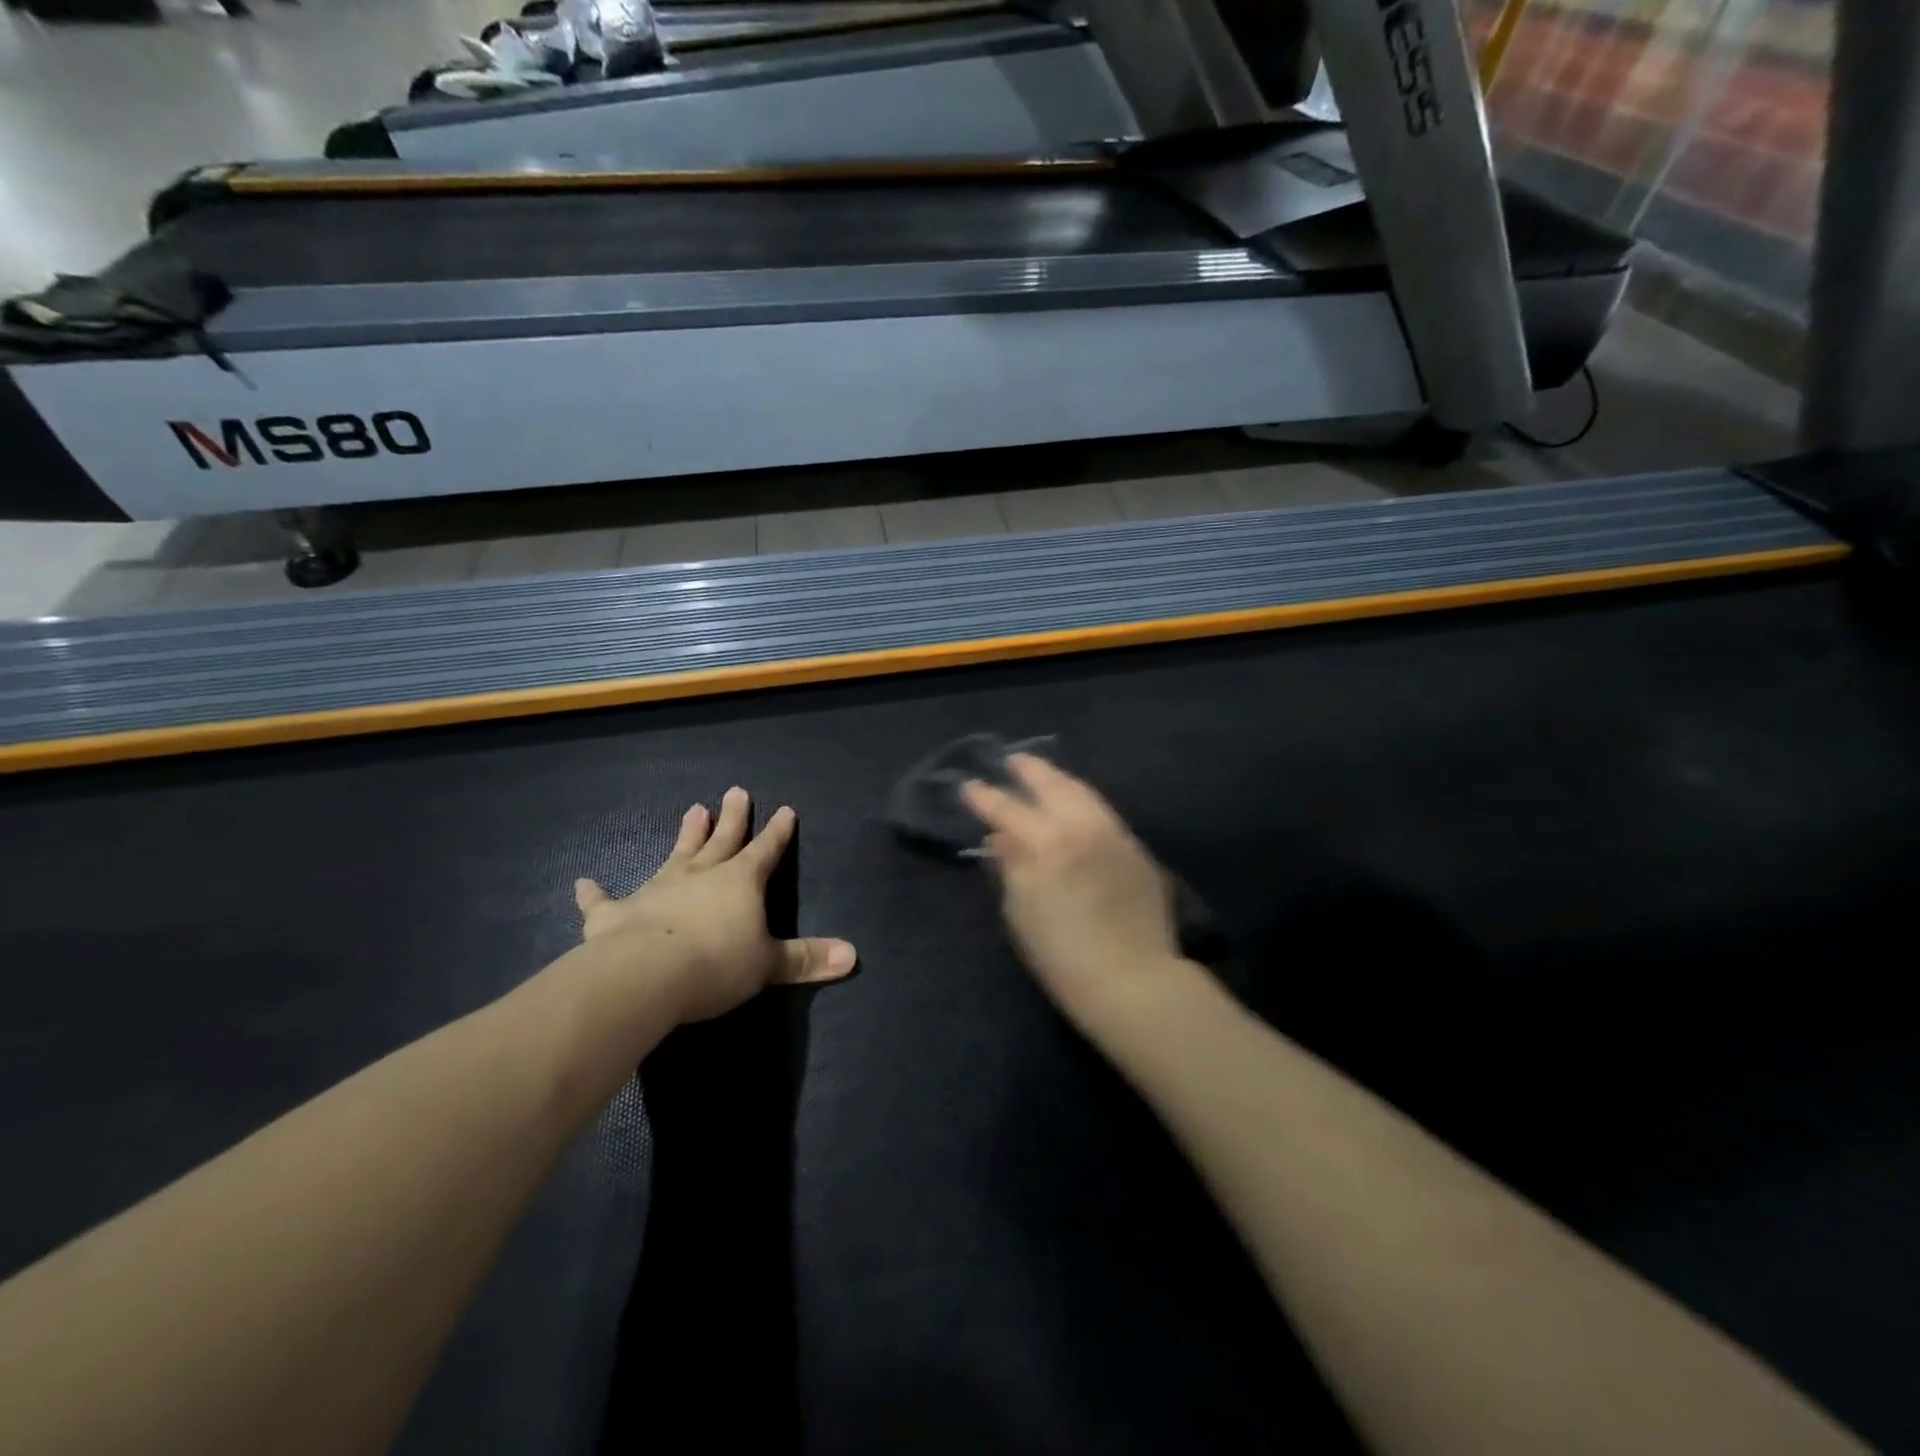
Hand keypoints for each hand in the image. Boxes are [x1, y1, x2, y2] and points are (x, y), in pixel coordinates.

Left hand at [573, 787, 857, 1026]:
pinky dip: (595, 893)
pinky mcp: (616, 914)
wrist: (645, 976)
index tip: (785, 809)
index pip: (766, 851)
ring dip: (685, 835)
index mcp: (739, 882)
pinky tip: (584, 882)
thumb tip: (854, 956)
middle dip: (732, 817)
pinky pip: (605, 900)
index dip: (778, 833)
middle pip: (721, 840)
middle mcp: (700, 876)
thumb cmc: (716, 965)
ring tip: (693, 809)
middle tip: (736, 790)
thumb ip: (806, 959)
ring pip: (676, 855)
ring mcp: (656, 890)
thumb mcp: (768, 965)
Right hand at [961, 755, 1183, 1020]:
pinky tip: (1076, 806)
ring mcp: (1114, 833)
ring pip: (1083, 792)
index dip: (984, 796)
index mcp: (1046, 843)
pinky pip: (1104, 812)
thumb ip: (1010, 865)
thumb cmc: (1061, 956)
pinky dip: (1083, 801)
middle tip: (1013, 761)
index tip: (968, 786)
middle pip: (1051, 784)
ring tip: (1044, 775)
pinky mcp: (1136, 848)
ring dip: (1059, 780)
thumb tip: (1000, 836)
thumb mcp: (1020, 911)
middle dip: (1029, 770)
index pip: (1007, 808)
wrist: (1132, 980)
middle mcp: (1082, 826)